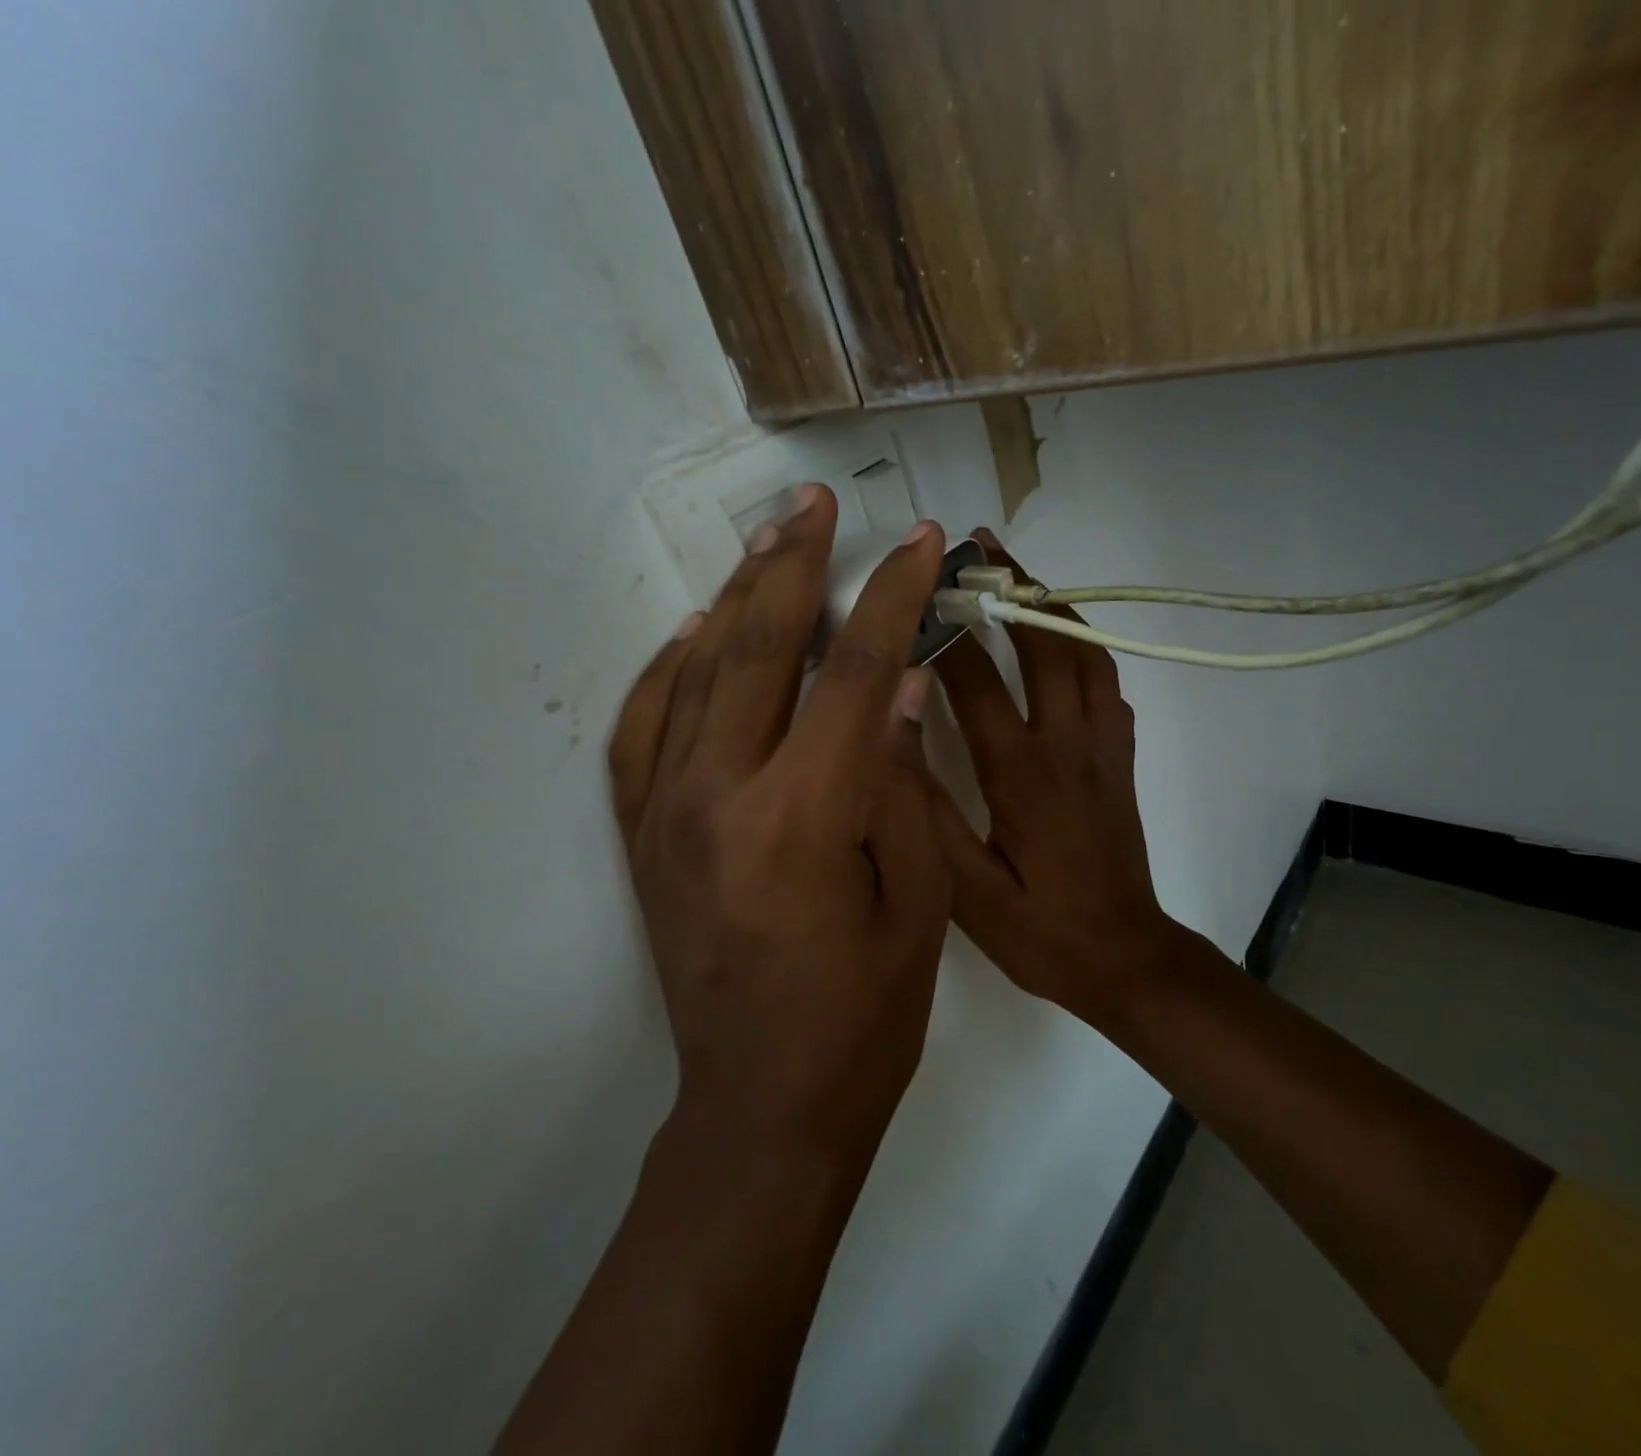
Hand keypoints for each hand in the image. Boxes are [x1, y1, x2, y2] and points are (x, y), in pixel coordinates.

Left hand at [608, 485, 950, 1162]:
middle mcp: (719, 797)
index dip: (894, 597)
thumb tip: (907, 688)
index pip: (857, 672)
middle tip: (814, 502)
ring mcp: (667, 814)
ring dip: (736, 600)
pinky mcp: (643, 838)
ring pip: (694, 674)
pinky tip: (696, 634)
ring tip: (767, 544)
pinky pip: (643, 730)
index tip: (920, 543)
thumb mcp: (917, 901)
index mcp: (803, 815)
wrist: (763, 1106)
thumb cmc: (864, 1016)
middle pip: (758, 648)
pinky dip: (667, 670)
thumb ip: (904, 784)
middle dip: (794, 564)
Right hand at [927, 533, 1201, 1026]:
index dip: (944, 634)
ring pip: (1087, 655)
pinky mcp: (1122, 758)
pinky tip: (1063, 641)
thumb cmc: (1041, 930)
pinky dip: (1086, 647)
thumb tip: (893, 737)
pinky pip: (1109, 683)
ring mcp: (1105, 747)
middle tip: (980, 547)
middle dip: (1012, 589)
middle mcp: (1069, 746)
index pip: (977, 684)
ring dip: (1054, 607)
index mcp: (1023, 776)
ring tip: (1022, 575)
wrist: (1125, 957)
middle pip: (1046, 646)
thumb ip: (929, 812)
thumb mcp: (966, 890)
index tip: (913, 594)